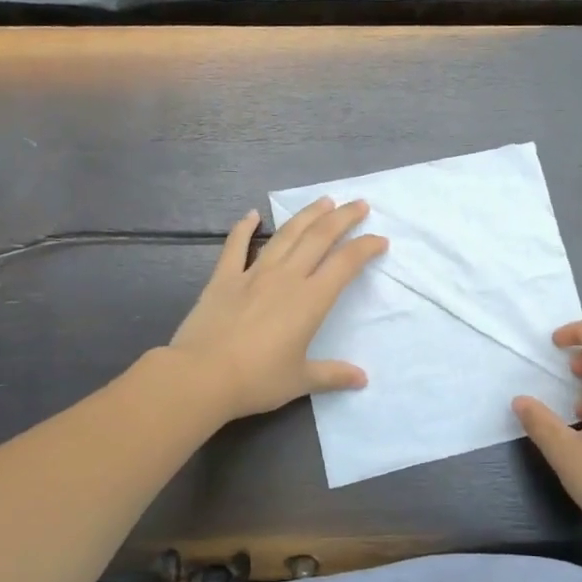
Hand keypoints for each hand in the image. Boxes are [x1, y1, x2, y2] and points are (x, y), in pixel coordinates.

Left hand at [168, 197, 387, 421]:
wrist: (201, 376)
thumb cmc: (257, 380)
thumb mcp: (300, 381)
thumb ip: (332, 375)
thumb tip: (362, 379)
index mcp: (310, 300)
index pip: (345, 264)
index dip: (365, 248)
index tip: (380, 240)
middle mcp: (286, 278)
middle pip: (319, 237)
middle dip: (343, 217)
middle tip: (359, 204)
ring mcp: (253, 273)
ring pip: (286, 235)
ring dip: (307, 215)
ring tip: (324, 201)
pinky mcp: (224, 278)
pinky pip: (236, 246)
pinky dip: (244, 228)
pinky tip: (252, 215)